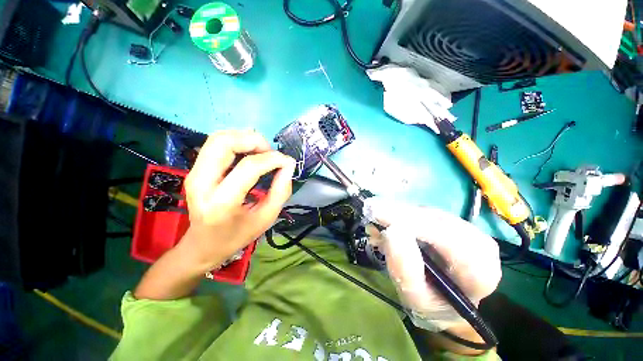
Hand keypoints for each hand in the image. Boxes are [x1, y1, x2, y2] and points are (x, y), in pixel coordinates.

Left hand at [135, 130, 295, 299]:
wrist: (203, 245)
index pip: (248, 167)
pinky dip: (237, 142)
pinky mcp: (195, 170)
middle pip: (225, 142)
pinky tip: (249, 153)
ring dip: (245, 139)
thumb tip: (288, 165)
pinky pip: (216, 144)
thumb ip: (281, 191)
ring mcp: (194, 174)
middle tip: (270, 153)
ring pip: (218, 138)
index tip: (287, 162)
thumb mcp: (266, 218)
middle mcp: (201, 183)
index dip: (272, 159)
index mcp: (221, 203)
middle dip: (254, 141)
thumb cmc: (237, 235)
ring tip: (261, 153)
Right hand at [364, 197, 501, 331]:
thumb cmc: (433, 304)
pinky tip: (387, 218)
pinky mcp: (451, 221)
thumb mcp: (416, 298)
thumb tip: (391, 232)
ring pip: (427, 211)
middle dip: (401, 214)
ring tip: (376, 218)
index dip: (414, 225)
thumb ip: (405, 270)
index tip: (381, 217)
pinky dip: (401, 212)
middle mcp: (479, 243)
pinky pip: (423, 210)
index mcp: (480, 270)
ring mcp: (466, 228)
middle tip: (371, 210)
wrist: (446, 299)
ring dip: (398, 212)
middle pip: (436, 219)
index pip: (449, 240)